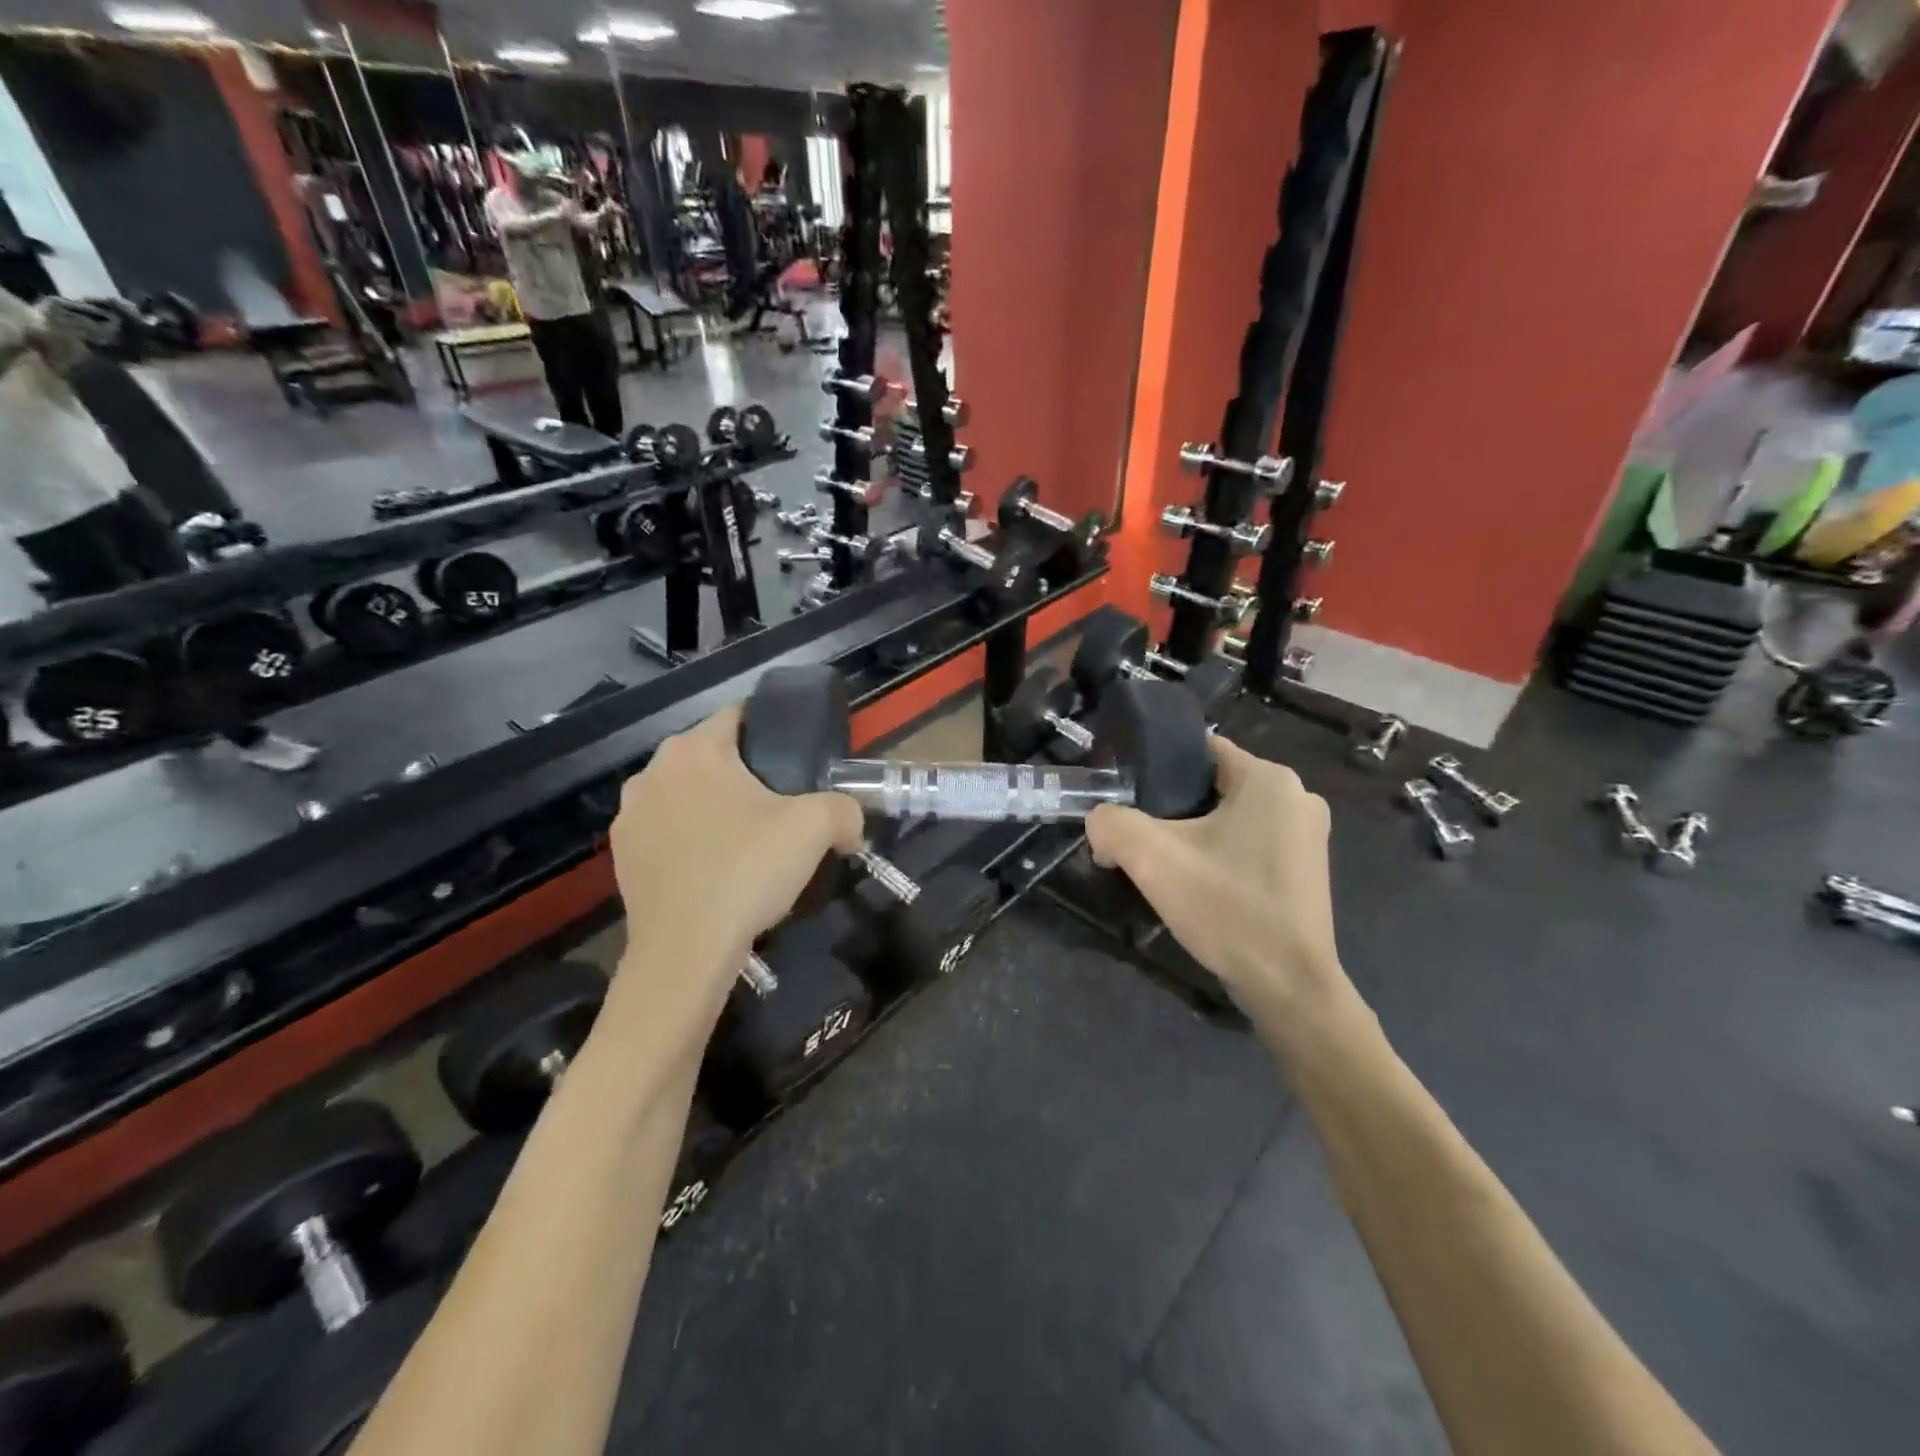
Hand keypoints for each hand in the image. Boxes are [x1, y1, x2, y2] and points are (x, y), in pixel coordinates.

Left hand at [609, 705, 863, 992]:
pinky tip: (713, 868)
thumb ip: (845, 810)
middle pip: (710, 756)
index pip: (739, 715)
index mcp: (695, 750)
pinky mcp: (621, 855)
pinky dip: (688, 839)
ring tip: (745, 840)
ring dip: (711, 805)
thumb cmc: (746, 871)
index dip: (772, 729)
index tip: (796, 757)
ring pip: (684, 793)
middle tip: (779, 804)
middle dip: (743, 772)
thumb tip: (853, 825)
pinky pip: (665, 831)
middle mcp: (652, 771)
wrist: (685, 950)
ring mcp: (630, 814)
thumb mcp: (815, 829)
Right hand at [1086, 738, 1345, 1013]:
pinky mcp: (1308, 870)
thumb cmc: (1227, 908)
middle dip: (1172, 809)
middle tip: (1141, 841)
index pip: (1199, 751)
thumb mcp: (1151, 859)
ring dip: (1196, 835)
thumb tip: (1101, 825)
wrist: (1289, 987)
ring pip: (1230, 818)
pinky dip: (1222, 857)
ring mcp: (1309, 835)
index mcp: (1269, 778)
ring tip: (1165, 868)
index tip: (1129, 800)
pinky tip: (1201, 888)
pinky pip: (1251, 845)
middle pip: (1212, 786)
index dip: (1157, 770)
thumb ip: (1110, 824)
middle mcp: (1298, 797)